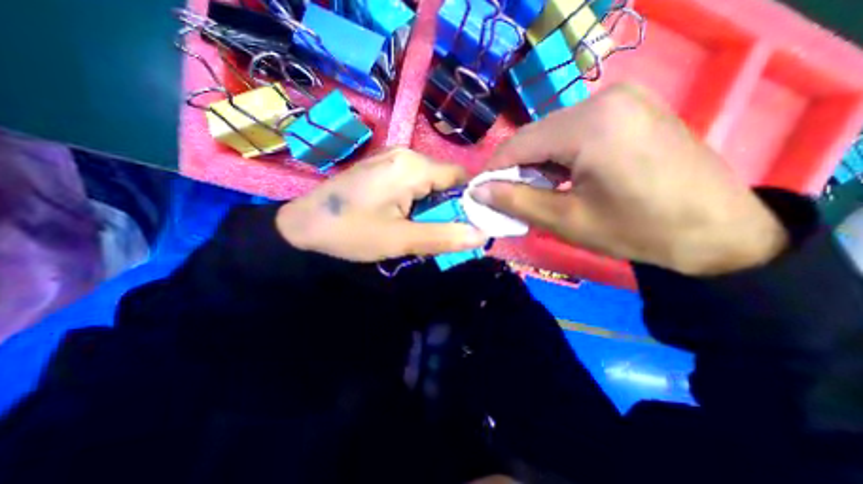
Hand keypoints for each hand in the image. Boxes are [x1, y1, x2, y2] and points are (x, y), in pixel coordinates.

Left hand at [278, 147, 487, 262]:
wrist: (303, 225)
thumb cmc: (351, 232)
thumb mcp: (401, 240)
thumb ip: (444, 236)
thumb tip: (482, 234)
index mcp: (413, 166)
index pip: (460, 177)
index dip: (468, 201)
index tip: (466, 225)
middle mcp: (406, 154)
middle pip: (445, 180)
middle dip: (447, 207)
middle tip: (438, 233)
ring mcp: (392, 158)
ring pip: (429, 183)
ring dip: (431, 207)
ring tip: (418, 228)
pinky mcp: (383, 167)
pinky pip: (413, 182)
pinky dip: (417, 202)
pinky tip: (404, 218)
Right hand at [472, 83, 787, 276]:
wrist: (719, 231)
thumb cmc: (637, 230)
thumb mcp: (565, 220)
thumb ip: (514, 201)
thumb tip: (477, 190)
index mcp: (589, 125)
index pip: (518, 144)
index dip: (493, 170)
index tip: (479, 192)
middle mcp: (604, 99)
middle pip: (535, 136)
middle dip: (515, 168)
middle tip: (508, 198)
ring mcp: (621, 99)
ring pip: (552, 133)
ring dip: (537, 163)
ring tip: (536, 192)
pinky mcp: (630, 108)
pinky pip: (575, 130)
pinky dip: (559, 155)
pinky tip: (562, 178)